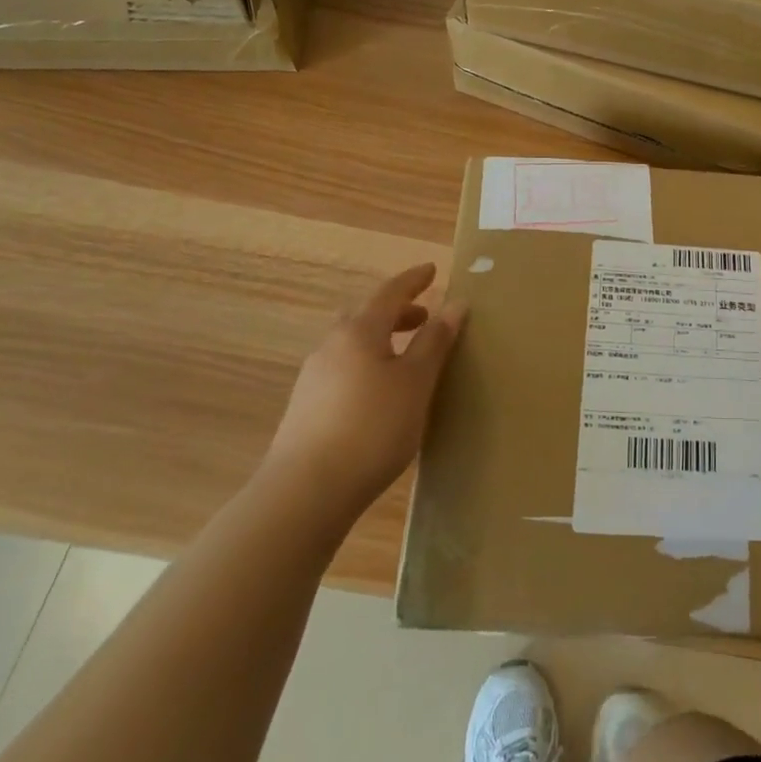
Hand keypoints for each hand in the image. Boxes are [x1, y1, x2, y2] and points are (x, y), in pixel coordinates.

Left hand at [265, 263, 466, 506]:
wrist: (305, 493)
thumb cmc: (372, 427)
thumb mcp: (415, 382)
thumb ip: (435, 341)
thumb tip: (455, 303)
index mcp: (359, 331)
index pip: (389, 293)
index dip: (413, 280)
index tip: (431, 269)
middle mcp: (331, 346)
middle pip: (366, 316)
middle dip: (396, 311)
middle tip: (424, 316)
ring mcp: (313, 378)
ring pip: (352, 344)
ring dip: (381, 339)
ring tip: (406, 356)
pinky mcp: (305, 408)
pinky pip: (343, 368)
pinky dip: (367, 363)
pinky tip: (379, 391)